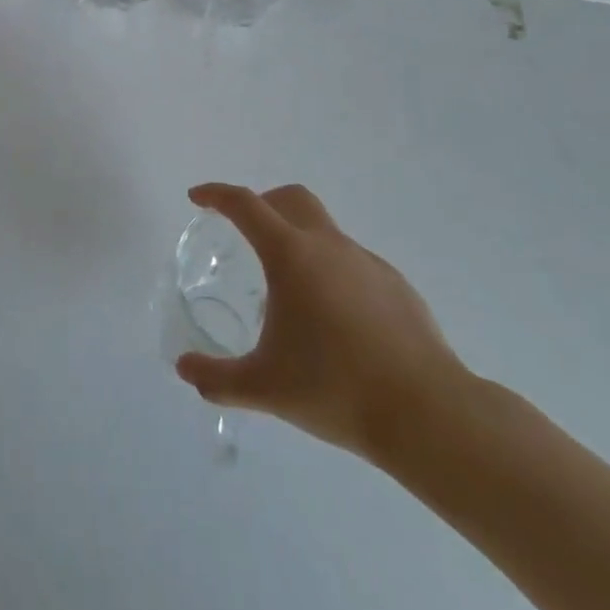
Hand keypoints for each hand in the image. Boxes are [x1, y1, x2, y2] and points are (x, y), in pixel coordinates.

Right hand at [175, 183, 474, 466]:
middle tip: (244, 231)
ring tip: (291, 293)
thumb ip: (217, 378)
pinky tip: (335, 320)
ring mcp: (367, 263)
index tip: (197, 198)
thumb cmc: (335, 389)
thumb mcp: (264, 388)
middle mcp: (328, 246)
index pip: (245, 204)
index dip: (216, 195)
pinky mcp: (396, 286)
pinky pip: (353, 264)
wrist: (426, 413)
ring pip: (324, 231)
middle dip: (262, 203)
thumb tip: (184, 369)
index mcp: (291, 255)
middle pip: (290, 198)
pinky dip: (333, 273)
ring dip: (299, 242)